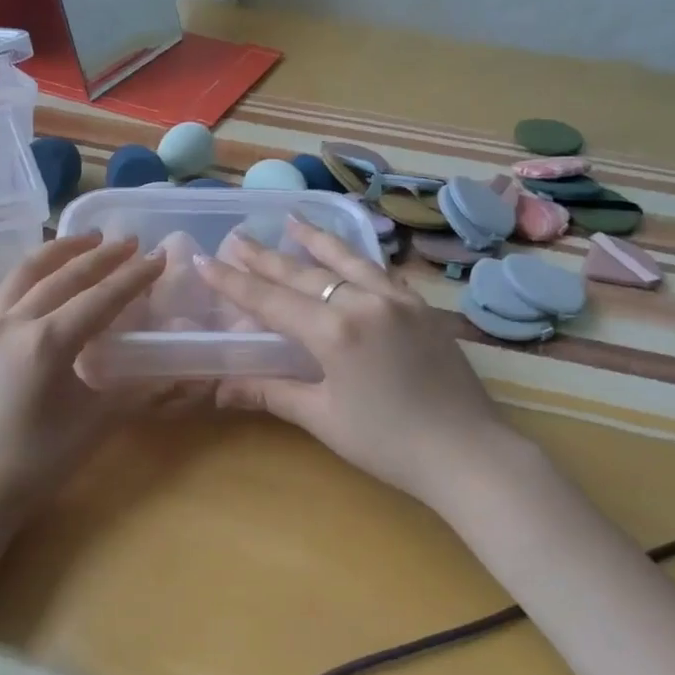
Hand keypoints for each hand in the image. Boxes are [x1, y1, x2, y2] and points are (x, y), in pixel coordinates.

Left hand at [0, 232, 201, 522]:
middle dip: (101, 256)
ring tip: (87, 240)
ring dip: (61, 252)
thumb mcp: (93, 427)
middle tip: (131, 241)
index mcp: (47, 343)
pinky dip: (34, 273)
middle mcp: (15, 324)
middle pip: (64, 276)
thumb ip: (134, 393)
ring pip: (27, 273)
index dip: (133, 277)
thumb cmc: (34, 465)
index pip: (100, 298)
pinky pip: (9, 291)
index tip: (158, 257)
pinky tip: (47, 279)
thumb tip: (174, 376)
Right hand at [194, 219, 514, 504]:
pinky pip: (381, 272)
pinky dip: (358, 259)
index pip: (271, 300)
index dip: (234, 282)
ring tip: (291, 221)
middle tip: (238, 238)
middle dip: (266, 257)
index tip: (206, 259)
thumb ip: (273, 393)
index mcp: (334, 331)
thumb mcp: (324, 418)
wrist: (468, 453)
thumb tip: (221, 389)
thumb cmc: (388, 443)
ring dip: (316, 241)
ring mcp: (398, 300)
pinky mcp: (422, 307)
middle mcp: (364, 303)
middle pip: (305, 273)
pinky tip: (349, 255)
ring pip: (348, 261)